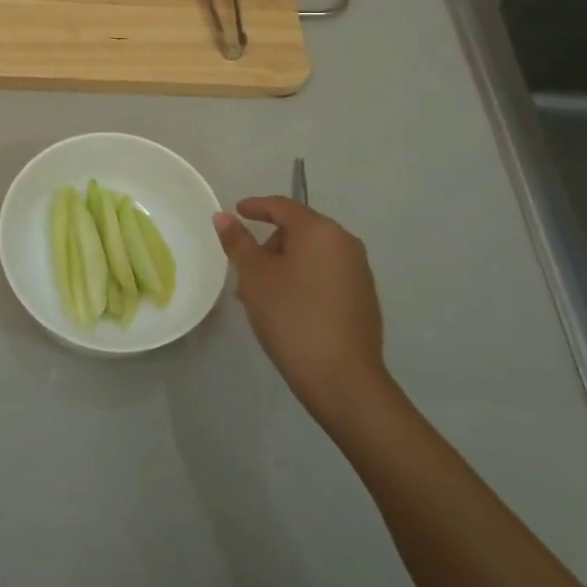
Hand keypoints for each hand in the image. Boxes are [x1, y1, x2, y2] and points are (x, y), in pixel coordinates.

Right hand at [215, 197, 389, 431]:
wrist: (343, 379)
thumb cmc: (292, 317)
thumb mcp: (255, 277)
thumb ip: (238, 242)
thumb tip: (223, 216)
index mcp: (320, 231)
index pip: (282, 207)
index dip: (256, 207)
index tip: (236, 211)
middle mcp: (345, 243)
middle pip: (298, 231)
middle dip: (268, 245)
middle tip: (244, 270)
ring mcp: (359, 272)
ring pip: (311, 256)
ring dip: (283, 266)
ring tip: (260, 295)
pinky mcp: (363, 299)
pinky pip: (325, 276)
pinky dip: (302, 281)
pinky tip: (286, 309)